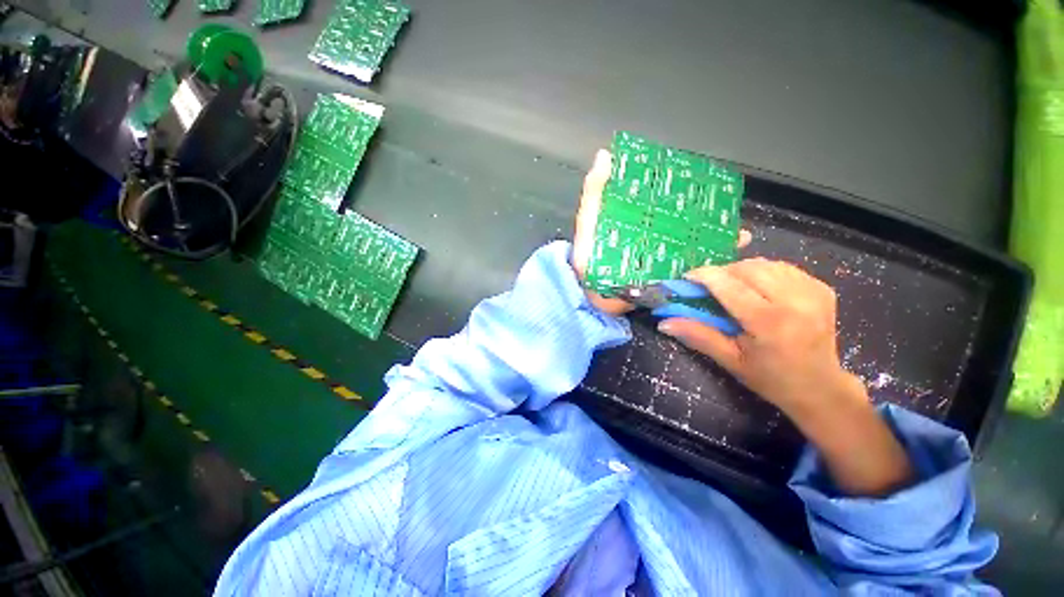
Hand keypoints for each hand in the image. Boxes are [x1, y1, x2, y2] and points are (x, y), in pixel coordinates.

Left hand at [571, 149, 750, 315]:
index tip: (697, 177)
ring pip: (691, 243)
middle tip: (725, 208)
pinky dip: (711, 262)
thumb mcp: (587, 224)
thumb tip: (605, 155)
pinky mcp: (665, 276)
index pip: (658, 199)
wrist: (592, 299)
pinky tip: (730, 257)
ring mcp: (659, 257)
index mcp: (632, 220)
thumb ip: (594, 194)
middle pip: (680, 221)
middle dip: (704, 214)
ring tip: (737, 233)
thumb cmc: (587, 260)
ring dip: (714, 238)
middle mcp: (649, 236)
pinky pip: (692, 267)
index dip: (675, 187)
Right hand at [659, 259, 912, 495]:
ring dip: (742, 270)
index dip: (704, 276)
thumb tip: (663, 323)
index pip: (729, 285)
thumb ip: (697, 335)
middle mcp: (794, 301)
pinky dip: (764, 272)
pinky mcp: (822, 289)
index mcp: (769, 322)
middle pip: (748, 268)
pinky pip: (784, 268)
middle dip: (723, 272)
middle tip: (710, 286)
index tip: (688, 276)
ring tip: (733, 287)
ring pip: (766, 264)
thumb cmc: (770, 378)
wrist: (821, 388)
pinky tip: (758, 288)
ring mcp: (813, 292)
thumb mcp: (729, 360)